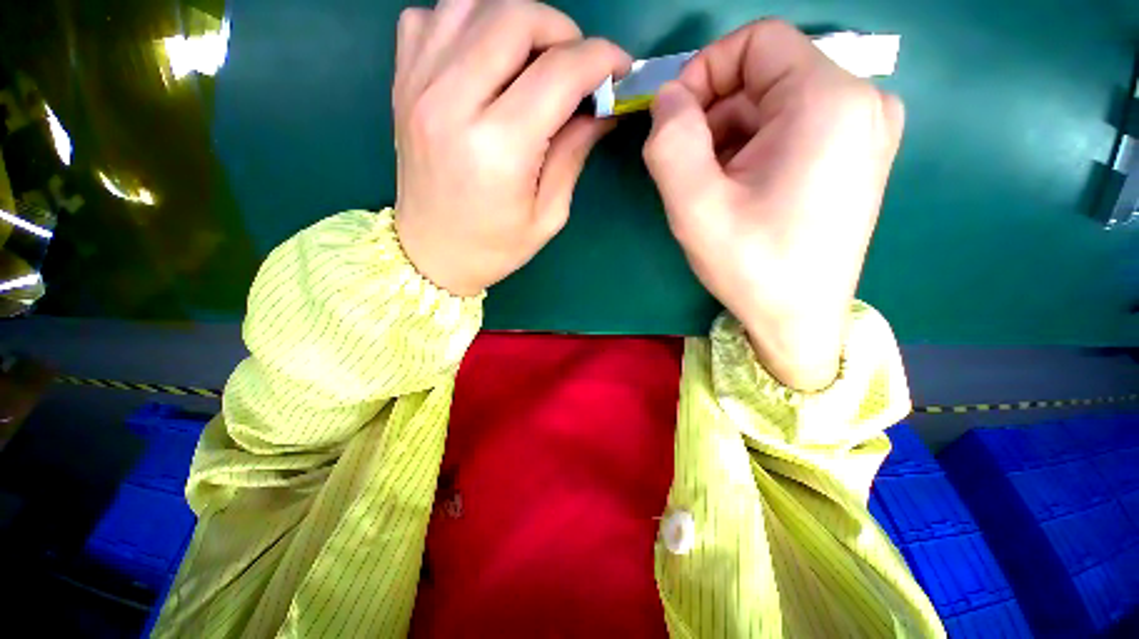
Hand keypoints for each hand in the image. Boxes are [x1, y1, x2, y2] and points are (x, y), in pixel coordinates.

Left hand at [392, 0, 630, 295]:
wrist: (431, 254)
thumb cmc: (494, 247)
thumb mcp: (548, 215)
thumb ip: (574, 154)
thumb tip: (601, 108)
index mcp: (499, 148)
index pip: (559, 72)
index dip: (600, 59)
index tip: (619, 68)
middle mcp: (453, 103)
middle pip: (514, 18)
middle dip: (561, 30)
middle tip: (575, 65)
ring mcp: (418, 85)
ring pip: (472, 3)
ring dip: (515, 20)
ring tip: (532, 58)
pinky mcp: (402, 83)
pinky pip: (431, 17)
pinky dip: (467, 22)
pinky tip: (483, 57)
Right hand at [642, 20, 904, 390]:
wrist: (800, 320)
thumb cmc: (751, 266)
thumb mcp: (695, 206)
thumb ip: (671, 140)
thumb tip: (669, 98)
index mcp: (829, 100)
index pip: (756, 41)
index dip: (704, 71)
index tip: (674, 121)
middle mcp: (861, 101)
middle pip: (764, 77)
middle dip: (713, 118)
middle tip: (688, 172)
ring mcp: (864, 130)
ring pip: (774, 106)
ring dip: (729, 140)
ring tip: (713, 191)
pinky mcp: (854, 156)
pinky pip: (791, 130)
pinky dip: (753, 152)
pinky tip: (739, 194)